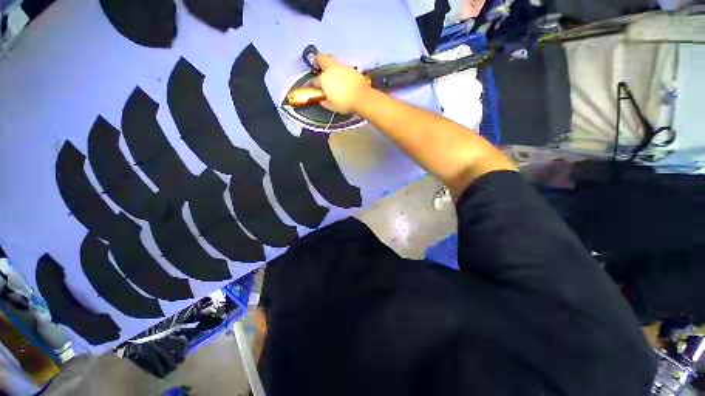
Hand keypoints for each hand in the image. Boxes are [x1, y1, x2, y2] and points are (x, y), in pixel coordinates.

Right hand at [313, 54, 370, 113]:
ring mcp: (342, 66)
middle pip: (321, 58)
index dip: (313, 84)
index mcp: (323, 79)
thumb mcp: (332, 106)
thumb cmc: (344, 103)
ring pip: (332, 60)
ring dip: (330, 66)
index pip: (315, 80)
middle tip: (318, 68)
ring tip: (332, 74)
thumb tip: (323, 101)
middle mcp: (331, 69)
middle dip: (317, 61)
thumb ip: (325, 102)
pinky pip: (342, 66)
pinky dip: (340, 70)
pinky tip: (342, 78)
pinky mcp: (351, 68)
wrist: (362, 98)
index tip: (315, 88)